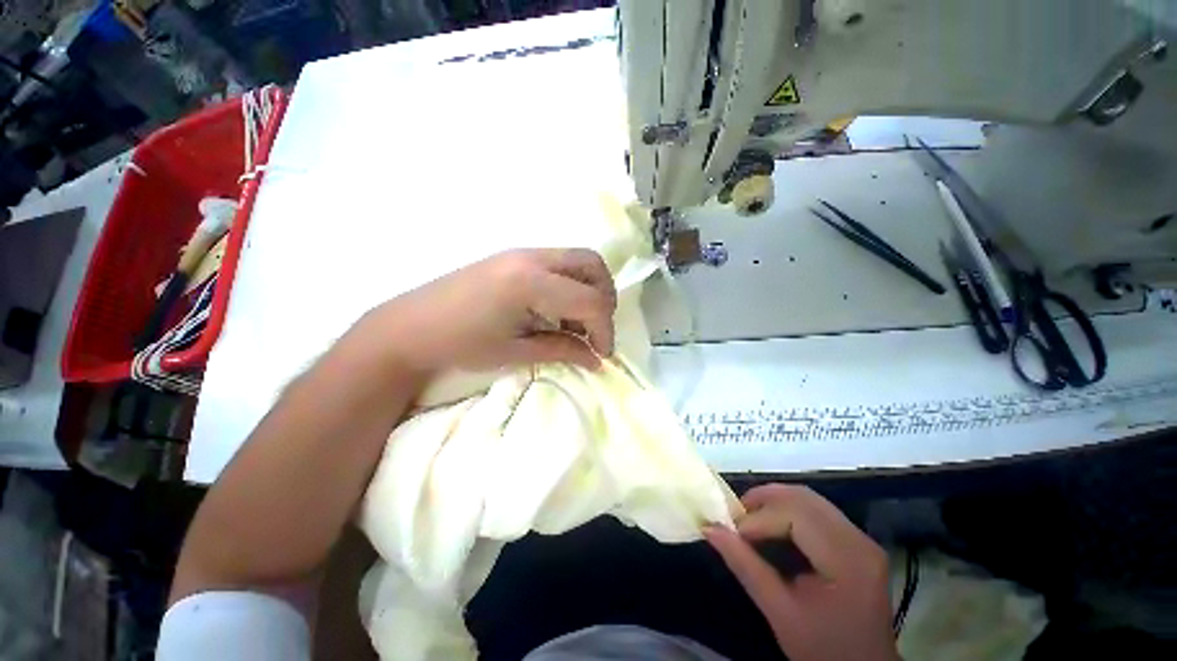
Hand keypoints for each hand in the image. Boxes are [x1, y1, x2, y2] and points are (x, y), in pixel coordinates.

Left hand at [365, 248, 616, 373]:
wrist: (411, 326)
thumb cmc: (459, 343)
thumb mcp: (512, 352)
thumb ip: (559, 350)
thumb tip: (594, 359)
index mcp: (531, 282)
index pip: (590, 300)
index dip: (604, 331)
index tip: (601, 357)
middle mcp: (531, 257)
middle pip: (592, 265)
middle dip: (604, 299)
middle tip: (594, 334)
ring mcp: (519, 252)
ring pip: (575, 259)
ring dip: (587, 289)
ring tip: (573, 327)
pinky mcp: (510, 257)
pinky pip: (555, 262)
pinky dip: (567, 284)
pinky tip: (552, 313)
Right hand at [705, 485, 897, 660]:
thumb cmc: (819, 648)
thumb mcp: (780, 614)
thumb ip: (749, 571)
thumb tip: (713, 533)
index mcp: (846, 558)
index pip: (800, 517)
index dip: (759, 519)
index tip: (725, 534)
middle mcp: (861, 539)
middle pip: (812, 501)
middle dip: (768, 501)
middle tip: (729, 517)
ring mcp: (865, 541)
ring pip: (820, 506)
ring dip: (781, 508)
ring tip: (745, 525)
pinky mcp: (862, 548)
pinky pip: (826, 521)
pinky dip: (796, 521)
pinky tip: (774, 535)